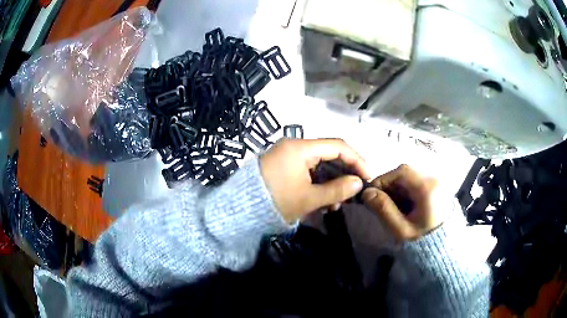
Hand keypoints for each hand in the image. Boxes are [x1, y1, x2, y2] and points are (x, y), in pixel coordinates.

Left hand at [260, 139, 369, 222]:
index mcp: (300, 148)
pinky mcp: (283, 166)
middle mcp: (294, 146)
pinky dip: (317, 184)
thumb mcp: (308, 199)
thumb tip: (358, 183)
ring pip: (319, 165)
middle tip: (353, 192)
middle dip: (343, 174)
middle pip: (328, 155)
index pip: (337, 146)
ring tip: (336, 205)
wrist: (242, 210)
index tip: (368, 176)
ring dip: (331, 183)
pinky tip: (323, 202)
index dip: (356, 160)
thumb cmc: (276, 202)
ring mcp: (288, 156)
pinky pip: (307, 171)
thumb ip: (336, 190)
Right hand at [362, 164, 443, 241]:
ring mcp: (437, 184)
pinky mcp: (436, 189)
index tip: (371, 195)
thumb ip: (383, 209)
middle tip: (379, 203)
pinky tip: (403, 207)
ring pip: (410, 179)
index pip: (401, 172)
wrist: (443, 250)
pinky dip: (406, 193)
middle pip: (406, 173)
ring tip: (391, 208)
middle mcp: (434, 180)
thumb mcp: (400, 229)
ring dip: (397, 190)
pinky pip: (416, 184)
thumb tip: (366, 193)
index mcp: (427, 188)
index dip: (383, 179)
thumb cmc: (422, 242)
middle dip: (389, 186)